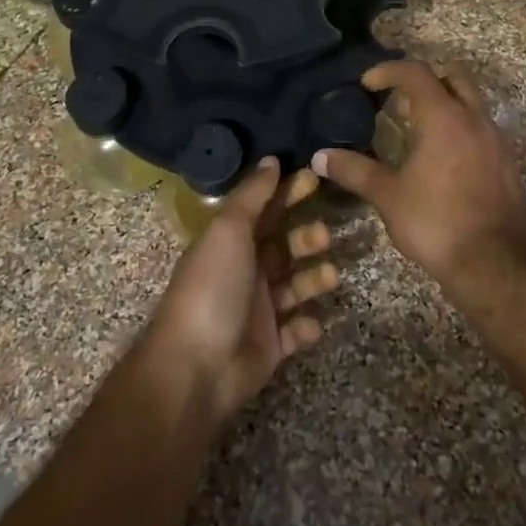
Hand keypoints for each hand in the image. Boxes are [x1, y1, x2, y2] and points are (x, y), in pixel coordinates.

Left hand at [145, 158, 338, 426]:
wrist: (196, 366)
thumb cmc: (213, 288)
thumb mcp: (229, 230)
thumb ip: (252, 196)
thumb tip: (271, 159)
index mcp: (231, 242)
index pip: (265, 210)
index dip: (288, 193)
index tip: (316, 178)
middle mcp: (245, 271)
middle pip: (284, 246)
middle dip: (307, 237)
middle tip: (324, 234)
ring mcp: (258, 309)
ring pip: (295, 286)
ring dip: (314, 279)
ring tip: (329, 276)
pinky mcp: (270, 345)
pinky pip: (296, 330)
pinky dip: (307, 326)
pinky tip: (310, 323)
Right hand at [313, 59, 525, 293]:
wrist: (495, 263)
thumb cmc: (436, 222)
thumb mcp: (387, 196)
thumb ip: (354, 170)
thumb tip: (320, 157)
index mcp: (443, 117)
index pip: (415, 72)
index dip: (388, 70)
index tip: (367, 83)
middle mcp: (474, 118)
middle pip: (453, 75)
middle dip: (425, 78)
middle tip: (399, 99)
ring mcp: (496, 139)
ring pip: (472, 101)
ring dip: (445, 103)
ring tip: (417, 130)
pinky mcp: (507, 163)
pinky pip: (482, 128)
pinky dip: (461, 128)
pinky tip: (442, 159)